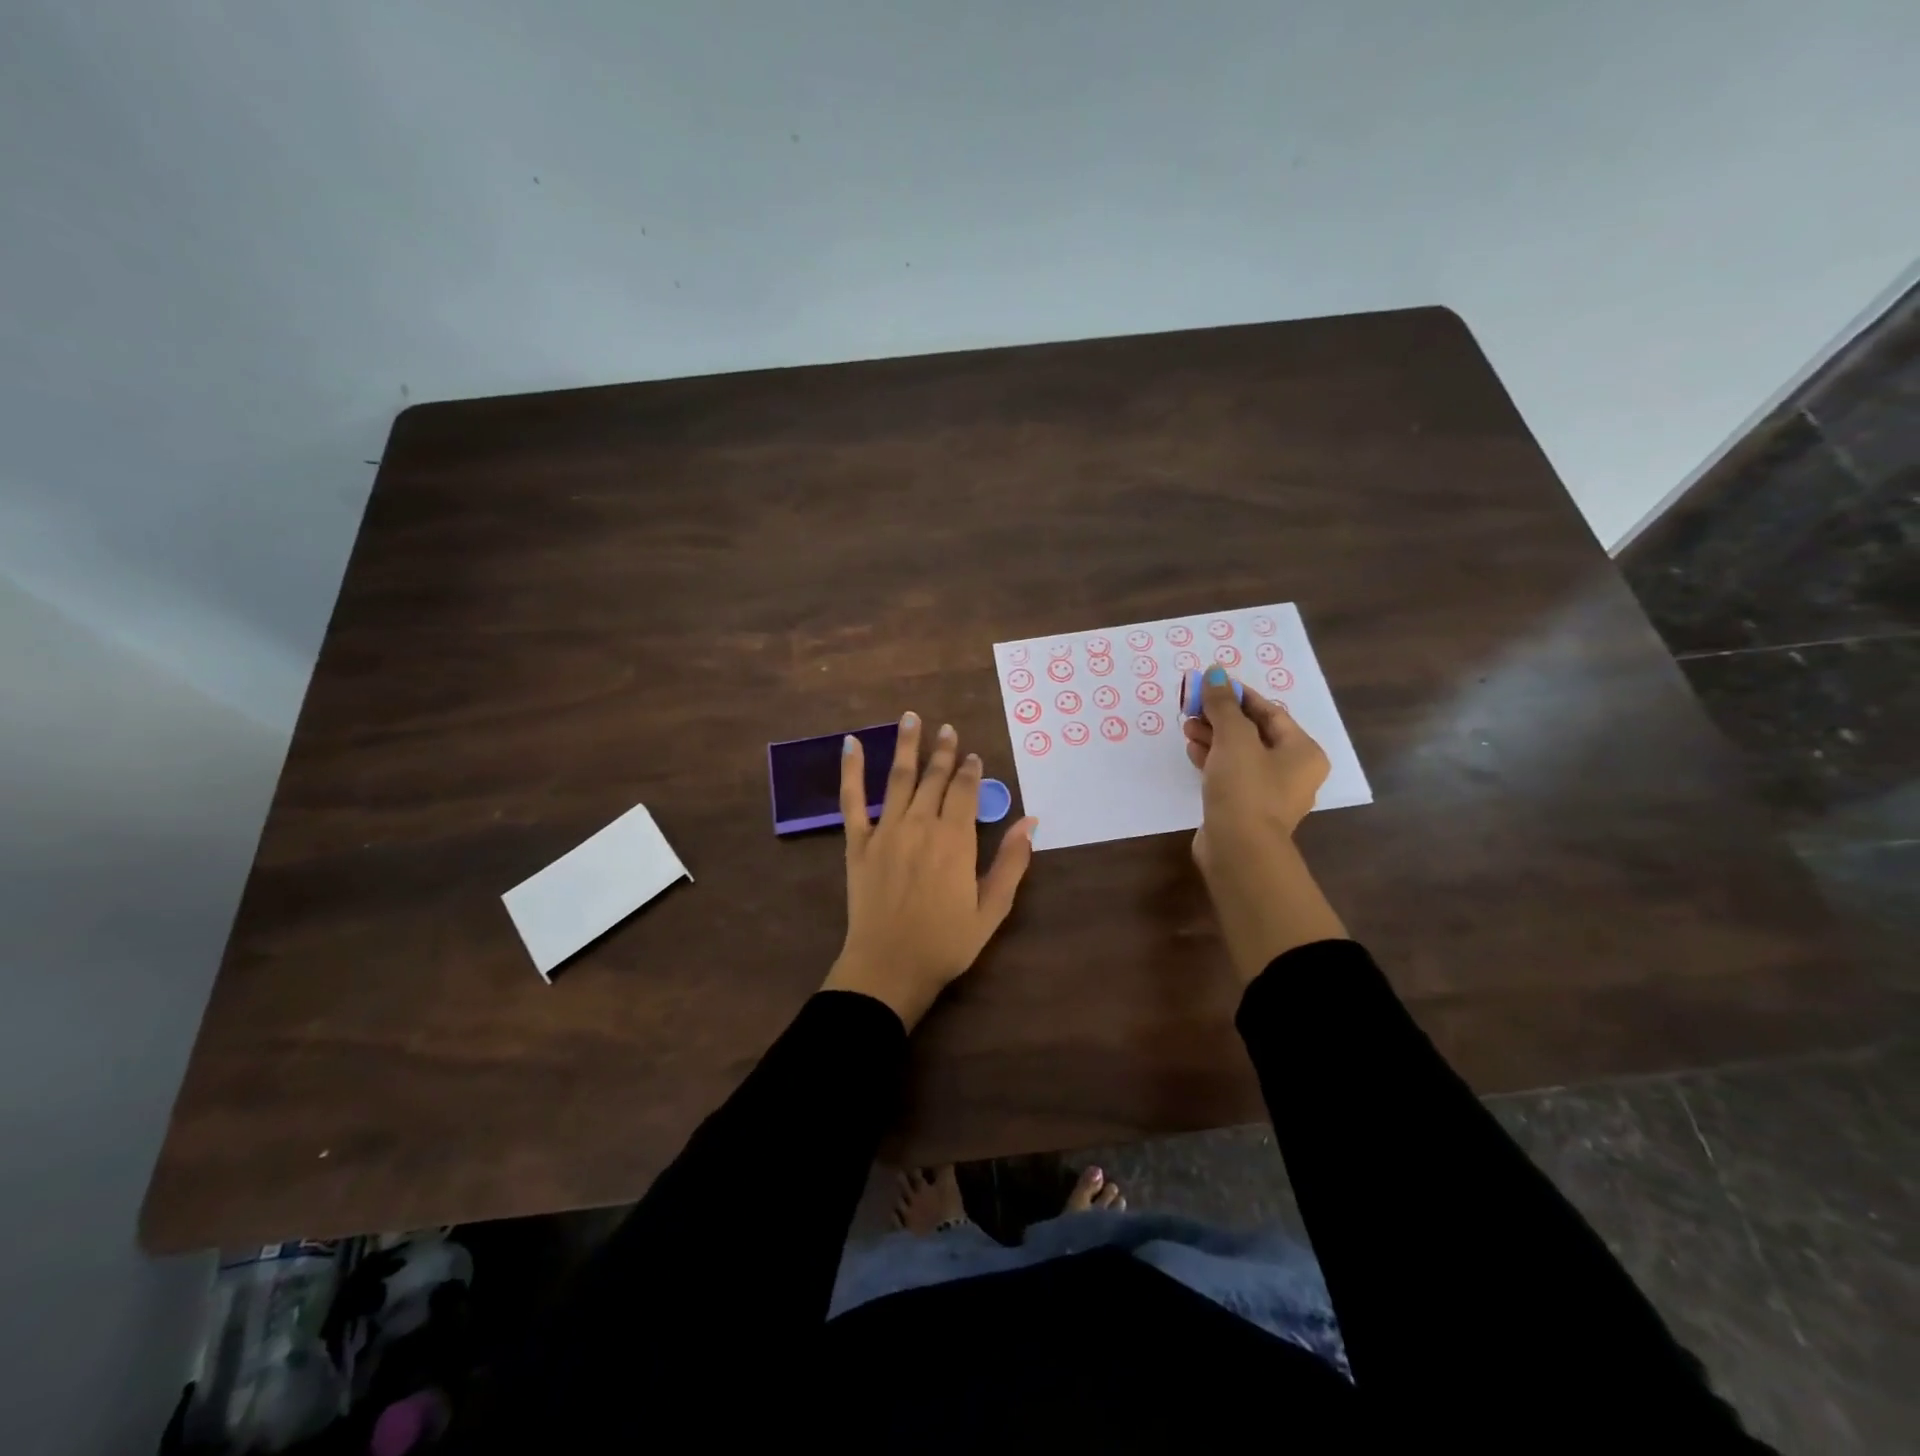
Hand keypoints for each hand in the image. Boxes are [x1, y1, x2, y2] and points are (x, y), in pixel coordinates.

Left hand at [821, 713, 1037, 1028]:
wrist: (889, 967)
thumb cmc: (946, 943)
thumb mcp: (992, 909)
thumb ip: (1012, 862)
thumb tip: (1031, 822)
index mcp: (955, 841)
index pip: (965, 792)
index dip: (970, 771)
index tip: (973, 756)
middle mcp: (921, 826)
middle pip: (934, 779)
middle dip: (943, 752)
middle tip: (947, 728)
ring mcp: (885, 831)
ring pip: (898, 779)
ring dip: (906, 746)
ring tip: (911, 718)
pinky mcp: (858, 843)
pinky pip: (852, 800)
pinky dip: (851, 770)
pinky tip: (850, 744)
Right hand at [1182, 667, 1346, 981]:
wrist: (1239, 850)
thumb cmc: (1246, 788)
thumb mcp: (1233, 738)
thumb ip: (1223, 704)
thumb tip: (1215, 673)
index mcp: (1303, 751)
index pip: (1270, 711)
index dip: (1238, 695)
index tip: (1210, 684)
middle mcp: (1293, 771)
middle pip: (1254, 732)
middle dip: (1222, 718)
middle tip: (1193, 708)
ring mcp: (1270, 793)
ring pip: (1240, 754)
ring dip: (1214, 738)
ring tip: (1187, 728)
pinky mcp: (1247, 808)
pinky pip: (1231, 775)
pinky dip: (1213, 760)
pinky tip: (1192, 751)